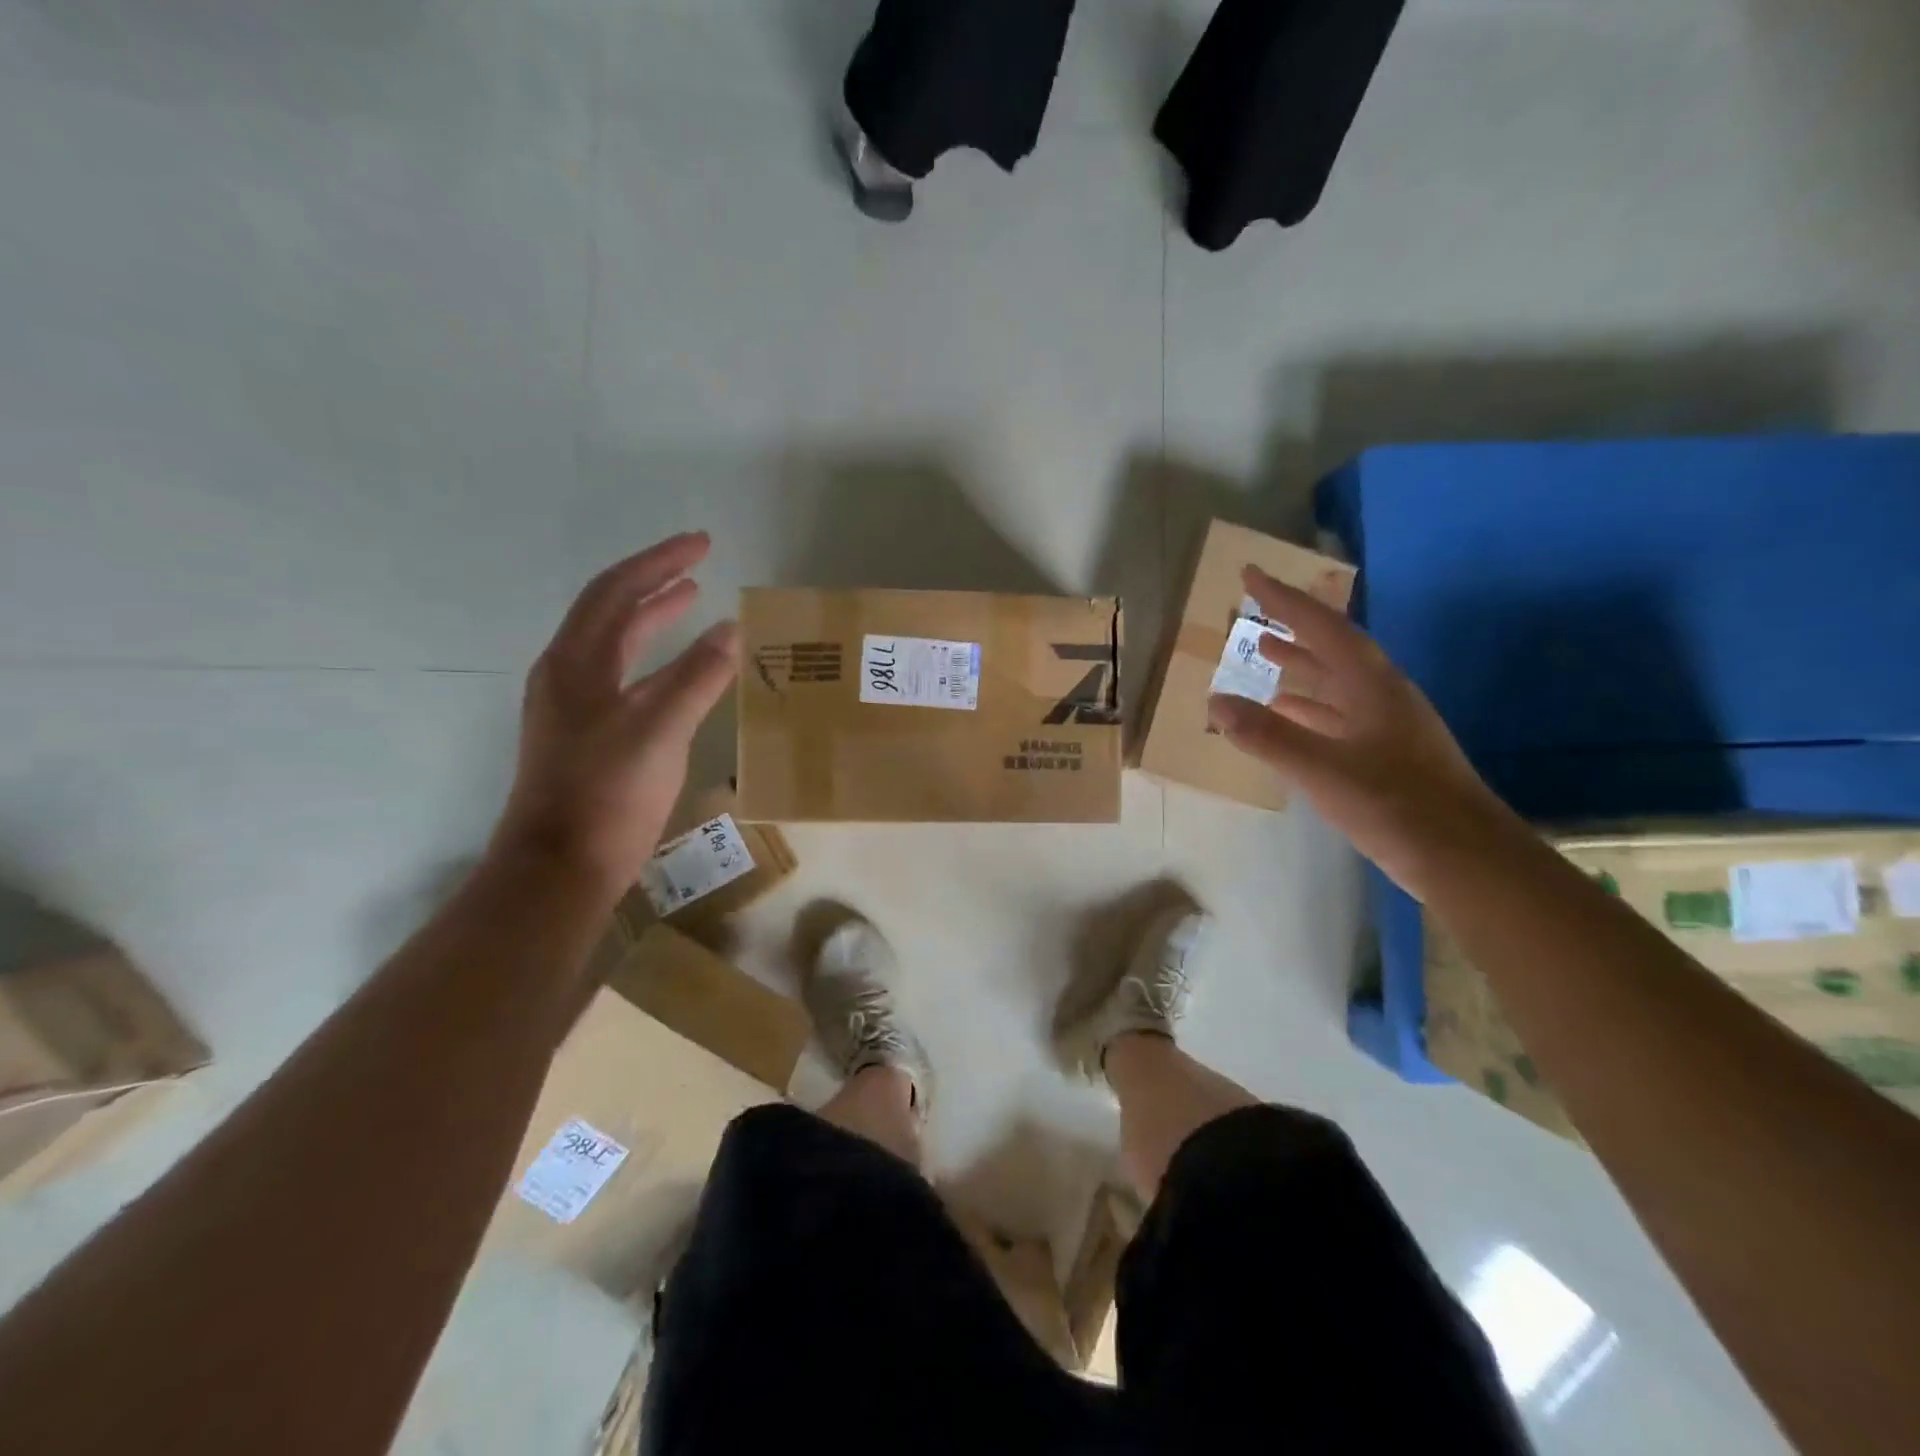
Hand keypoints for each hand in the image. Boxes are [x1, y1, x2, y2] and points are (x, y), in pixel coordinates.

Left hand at [493, 533, 738, 895]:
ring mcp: (573, 707)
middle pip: (611, 611)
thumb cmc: (607, 793)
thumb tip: (731, 631)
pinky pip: (624, 678)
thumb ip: (697, 677)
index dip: (659, 562)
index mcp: (576, 662)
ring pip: (616, 646)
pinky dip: (655, 661)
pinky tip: (680, 672)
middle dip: (654, 583)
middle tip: (699, 567)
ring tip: (691, 602)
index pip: (617, 591)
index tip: (703, 544)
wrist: (561, 866)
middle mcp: (567, 675)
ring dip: (652, 619)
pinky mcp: (586, 736)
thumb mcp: (660, 728)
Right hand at [1207, 565, 1517, 897]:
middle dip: (1293, 627)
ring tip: (1265, 653)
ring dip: (1301, 666)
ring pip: (1337, 682)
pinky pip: (1340, 714)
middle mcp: (1382, 695)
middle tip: (1254, 612)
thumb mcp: (1322, 769)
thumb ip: (1267, 735)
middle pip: (1333, 648)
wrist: (1465, 858)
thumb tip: (1216, 701)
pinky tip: (1288, 716)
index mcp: (1372, 685)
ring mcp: (1388, 725)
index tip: (1251, 575)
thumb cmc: (1395, 806)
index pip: (1322, 627)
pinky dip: (1309, 708)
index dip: (1284, 599)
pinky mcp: (1388, 753)